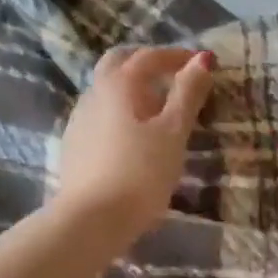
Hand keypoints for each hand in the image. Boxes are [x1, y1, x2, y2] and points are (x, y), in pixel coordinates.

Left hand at [54, 46, 215, 241]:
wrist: (91, 221)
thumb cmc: (140, 172)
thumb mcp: (173, 132)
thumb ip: (188, 93)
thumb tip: (203, 59)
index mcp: (118, 84)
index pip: (148, 56)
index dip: (176, 56)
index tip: (200, 64)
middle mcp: (93, 93)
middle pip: (118, 63)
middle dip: (146, 63)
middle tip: (173, 77)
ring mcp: (78, 120)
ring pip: (106, 90)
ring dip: (132, 89)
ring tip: (158, 110)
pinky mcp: (73, 146)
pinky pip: (100, 115)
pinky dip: (120, 112)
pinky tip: (134, 137)